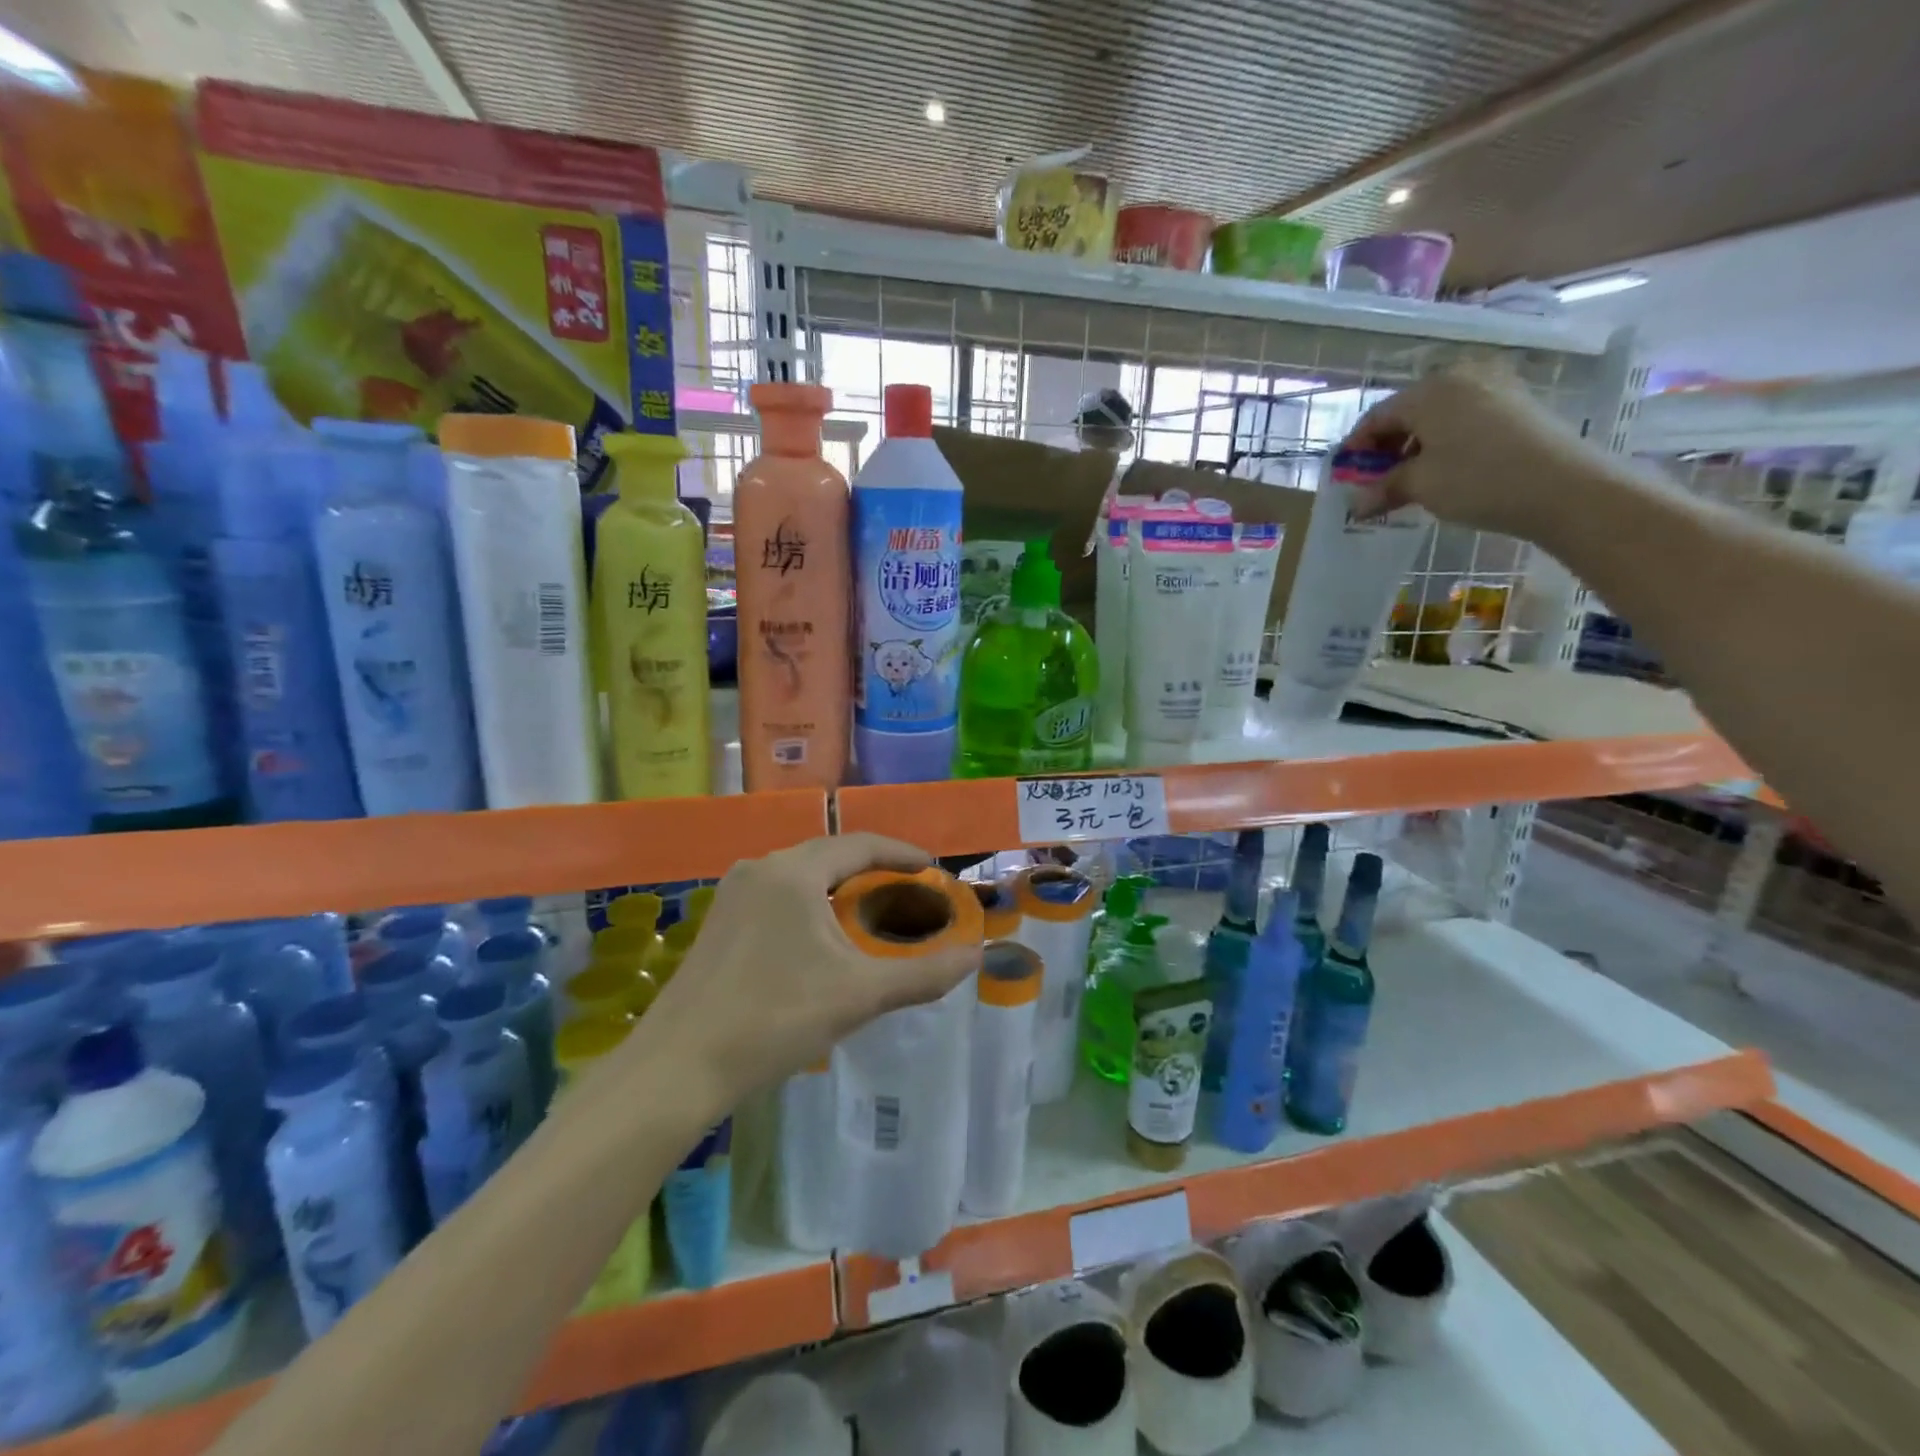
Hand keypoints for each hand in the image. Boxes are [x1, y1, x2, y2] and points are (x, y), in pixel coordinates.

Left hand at [629, 834, 979, 1107]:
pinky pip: (778, 894)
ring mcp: (733, 894)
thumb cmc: (774, 1017)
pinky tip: (820, 938)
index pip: (861, 844)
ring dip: (840, 886)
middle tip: (909, 892)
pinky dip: (811, 903)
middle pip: (830, 854)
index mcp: (794, 871)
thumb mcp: (859, 994)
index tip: (933, 868)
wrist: (677, 1067)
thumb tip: (977, 956)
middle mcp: (761, 868)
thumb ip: (923, 973)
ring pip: (801, 875)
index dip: (902, 853)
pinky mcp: (719, 921)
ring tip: (871, 912)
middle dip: (873, 869)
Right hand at [1341, 367, 1608, 541]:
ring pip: (1437, 416)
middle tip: (1375, 481)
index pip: (1377, 416)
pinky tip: (1442, 470)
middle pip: (1408, 412)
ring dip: (1415, 446)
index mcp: (1430, 390)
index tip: (1345, 477)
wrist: (1564, 487)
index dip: (1356, 448)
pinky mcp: (1517, 404)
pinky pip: (1464, 419)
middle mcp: (1460, 377)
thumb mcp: (1420, 485)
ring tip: (1408, 480)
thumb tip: (1357, 503)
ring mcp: (1494, 387)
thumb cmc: (1477, 479)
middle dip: (1386, 447)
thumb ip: (1383, 488)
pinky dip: (1444, 442)